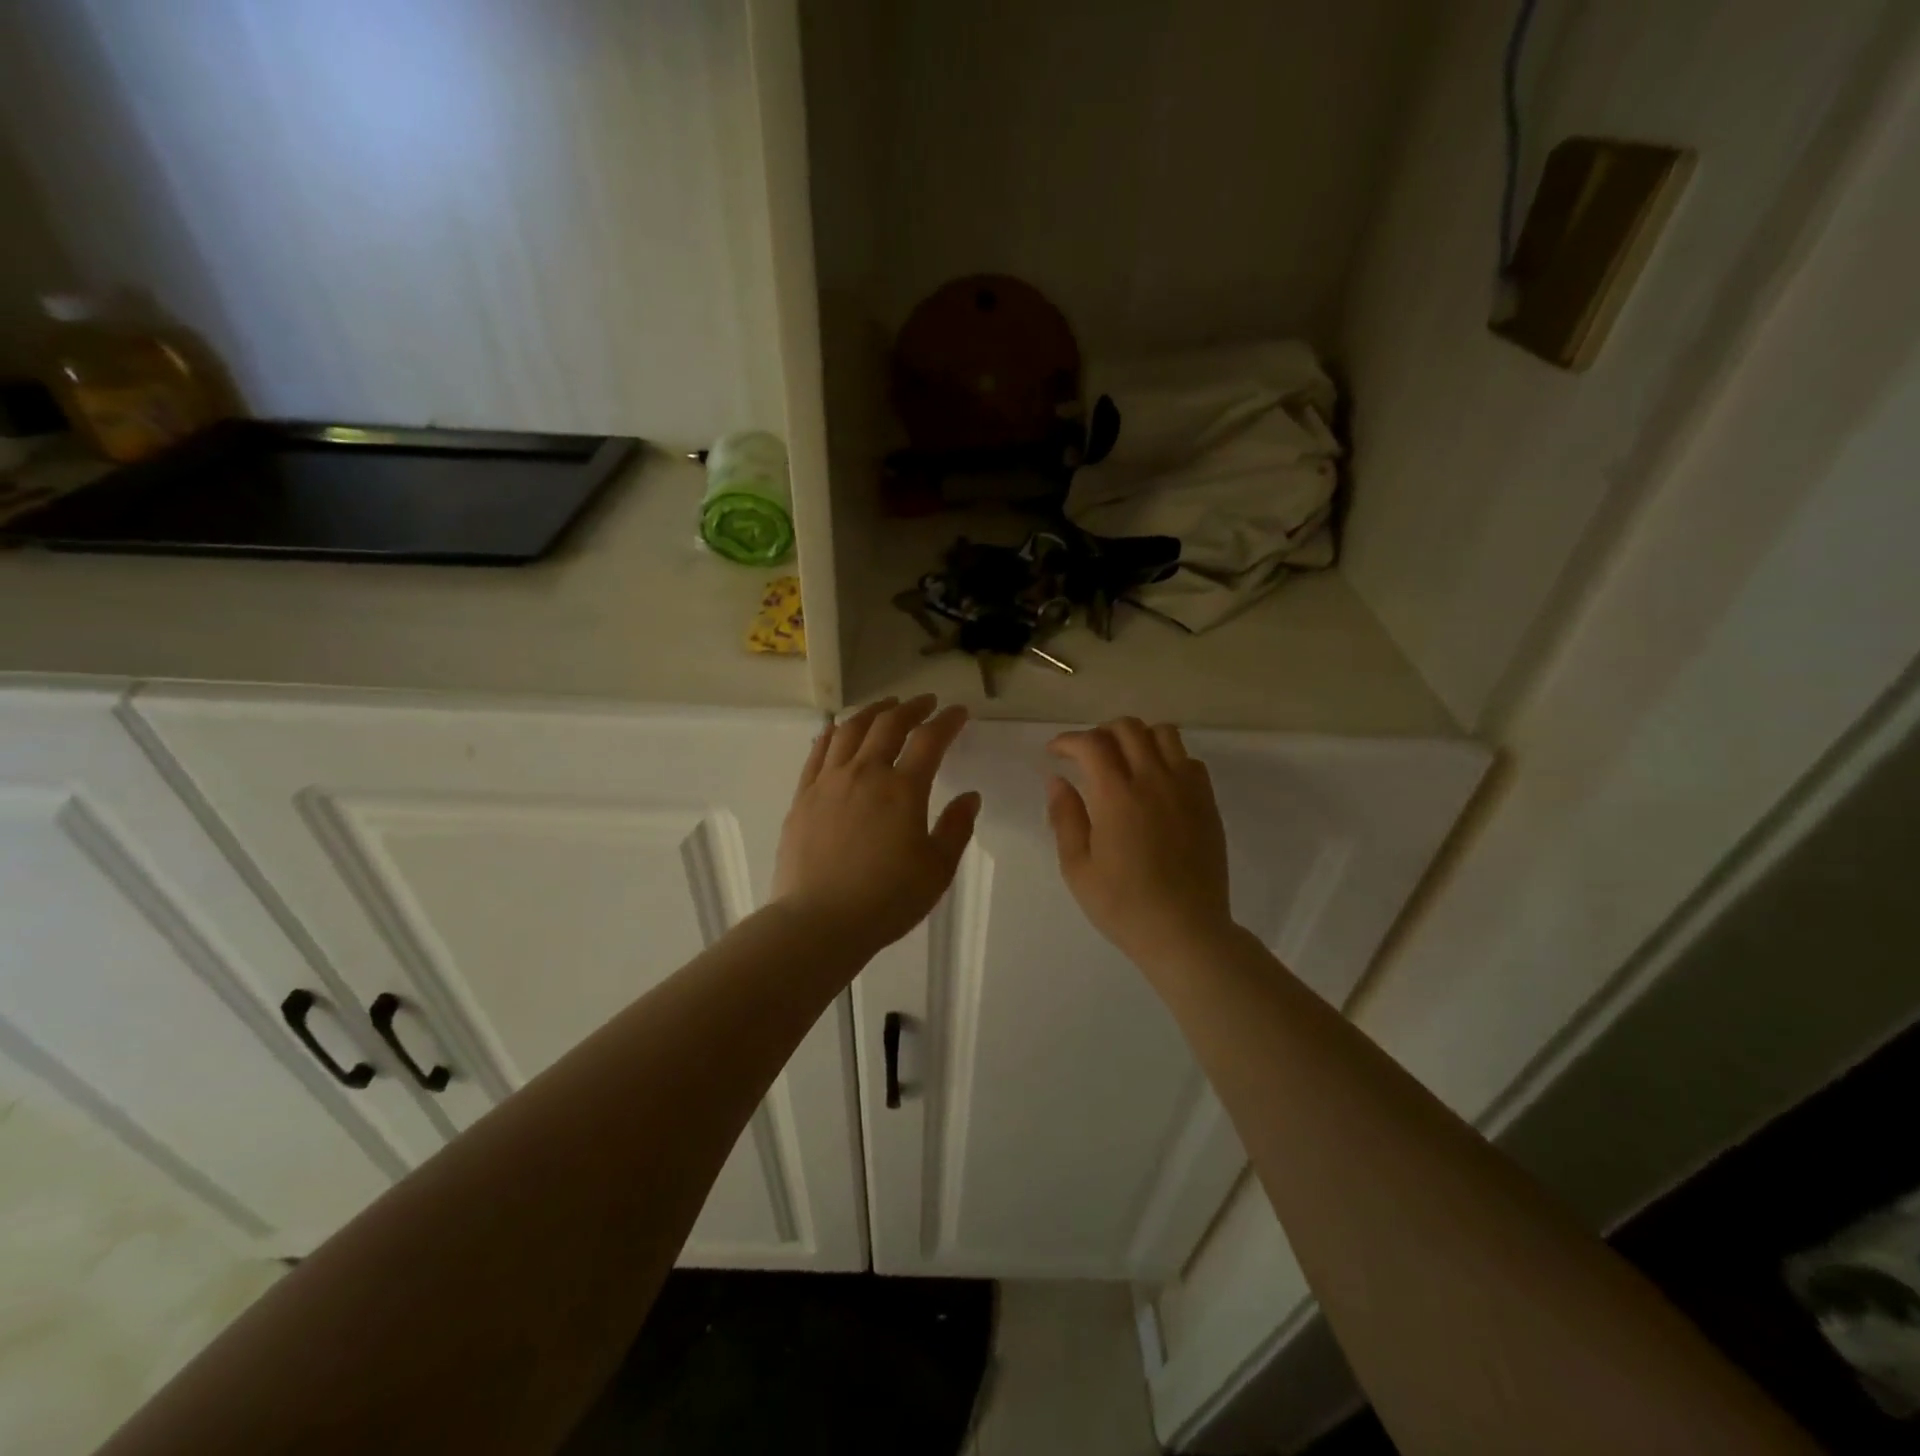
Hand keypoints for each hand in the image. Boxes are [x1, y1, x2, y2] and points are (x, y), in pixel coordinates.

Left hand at [772, 695, 980, 954]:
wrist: (818, 922)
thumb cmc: (886, 900)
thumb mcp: (937, 870)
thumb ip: (956, 828)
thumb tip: (969, 797)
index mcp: (902, 789)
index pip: (930, 740)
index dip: (948, 721)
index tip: (959, 713)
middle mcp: (865, 773)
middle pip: (889, 724)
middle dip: (911, 708)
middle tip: (926, 703)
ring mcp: (829, 782)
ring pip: (850, 730)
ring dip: (872, 711)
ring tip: (885, 706)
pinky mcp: (803, 796)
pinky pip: (819, 752)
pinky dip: (834, 733)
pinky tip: (840, 730)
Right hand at [1046, 718, 1235, 966]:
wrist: (1185, 931)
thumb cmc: (1123, 905)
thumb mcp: (1078, 867)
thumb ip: (1065, 817)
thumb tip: (1057, 780)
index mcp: (1117, 795)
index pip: (1091, 744)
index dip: (1068, 741)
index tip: (1055, 753)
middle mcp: (1154, 780)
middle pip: (1128, 728)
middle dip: (1100, 733)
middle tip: (1086, 756)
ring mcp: (1186, 789)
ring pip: (1164, 734)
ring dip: (1137, 737)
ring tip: (1123, 760)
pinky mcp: (1207, 802)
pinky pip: (1189, 760)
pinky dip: (1168, 757)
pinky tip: (1156, 782)